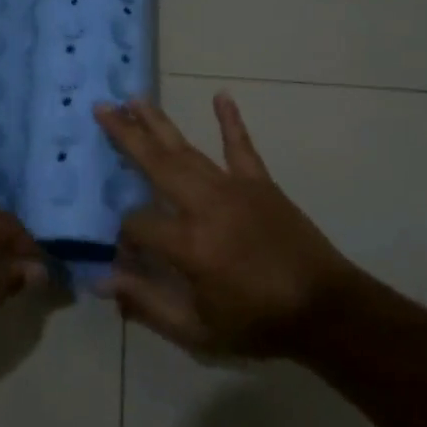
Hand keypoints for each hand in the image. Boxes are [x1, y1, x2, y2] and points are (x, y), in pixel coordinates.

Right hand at [95, 95, 362, 357]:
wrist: (325, 309)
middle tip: (101, 108)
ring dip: (159, 123)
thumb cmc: (258, 323)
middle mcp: (206, 205)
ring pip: (187, 150)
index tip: (125, 258)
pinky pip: (241, 147)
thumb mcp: (197, 330)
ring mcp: (234, 188)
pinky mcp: (260, 183)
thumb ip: (147, 303)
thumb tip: (101, 281)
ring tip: (134, 99)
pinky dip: (231, 121)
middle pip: (156, 163)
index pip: (138, 224)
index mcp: (189, 243)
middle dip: (125, 135)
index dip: (124, 238)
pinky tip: (221, 96)